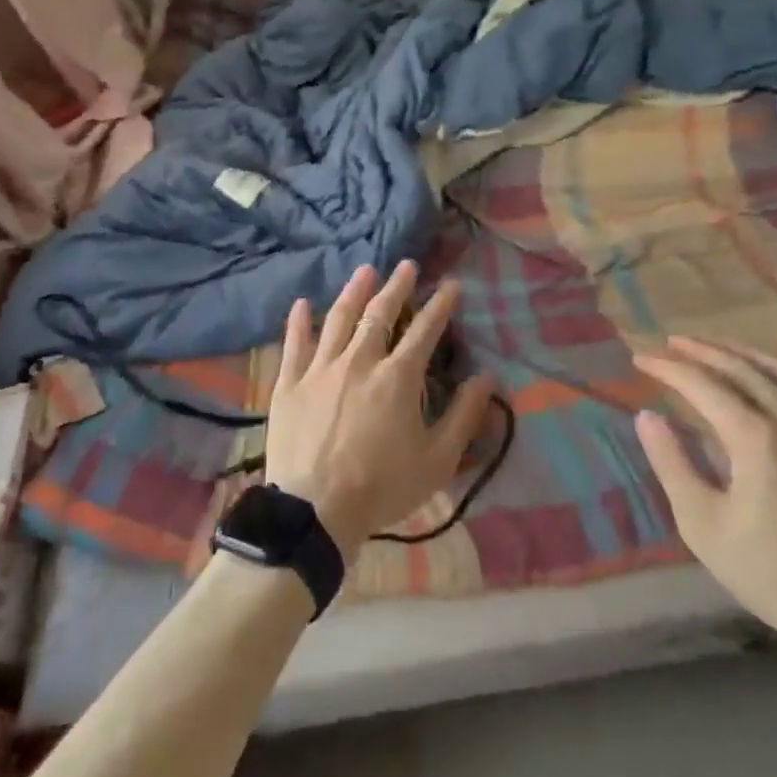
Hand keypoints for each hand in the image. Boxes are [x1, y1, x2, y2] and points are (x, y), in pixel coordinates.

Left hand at [264, 261, 495, 559]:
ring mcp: (320, 369)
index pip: (425, 330)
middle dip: (397, 287)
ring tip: (365, 271)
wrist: (315, 511)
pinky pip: (294, 344)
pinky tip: (302, 302)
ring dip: (354, 292)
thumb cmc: (382, 487)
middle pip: (380, 314)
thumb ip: (464, 415)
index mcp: (397, 378)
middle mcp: (359, 361)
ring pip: (338, 319)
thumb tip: (487, 377)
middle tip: (406, 265)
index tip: (452, 284)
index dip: (441, 305)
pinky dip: (298, 321)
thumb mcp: (437, 459)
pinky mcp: (289, 384)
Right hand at [633, 336, 776, 664]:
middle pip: (742, 369)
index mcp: (757, 438)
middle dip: (702, 351)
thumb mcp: (704, 525)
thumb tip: (648, 417)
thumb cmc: (773, 573)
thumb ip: (673, 464)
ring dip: (743, 354)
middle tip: (671, 342)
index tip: (640, 359)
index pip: (703, 385)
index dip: (668, 368)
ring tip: (716, 347)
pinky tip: (768, 383)